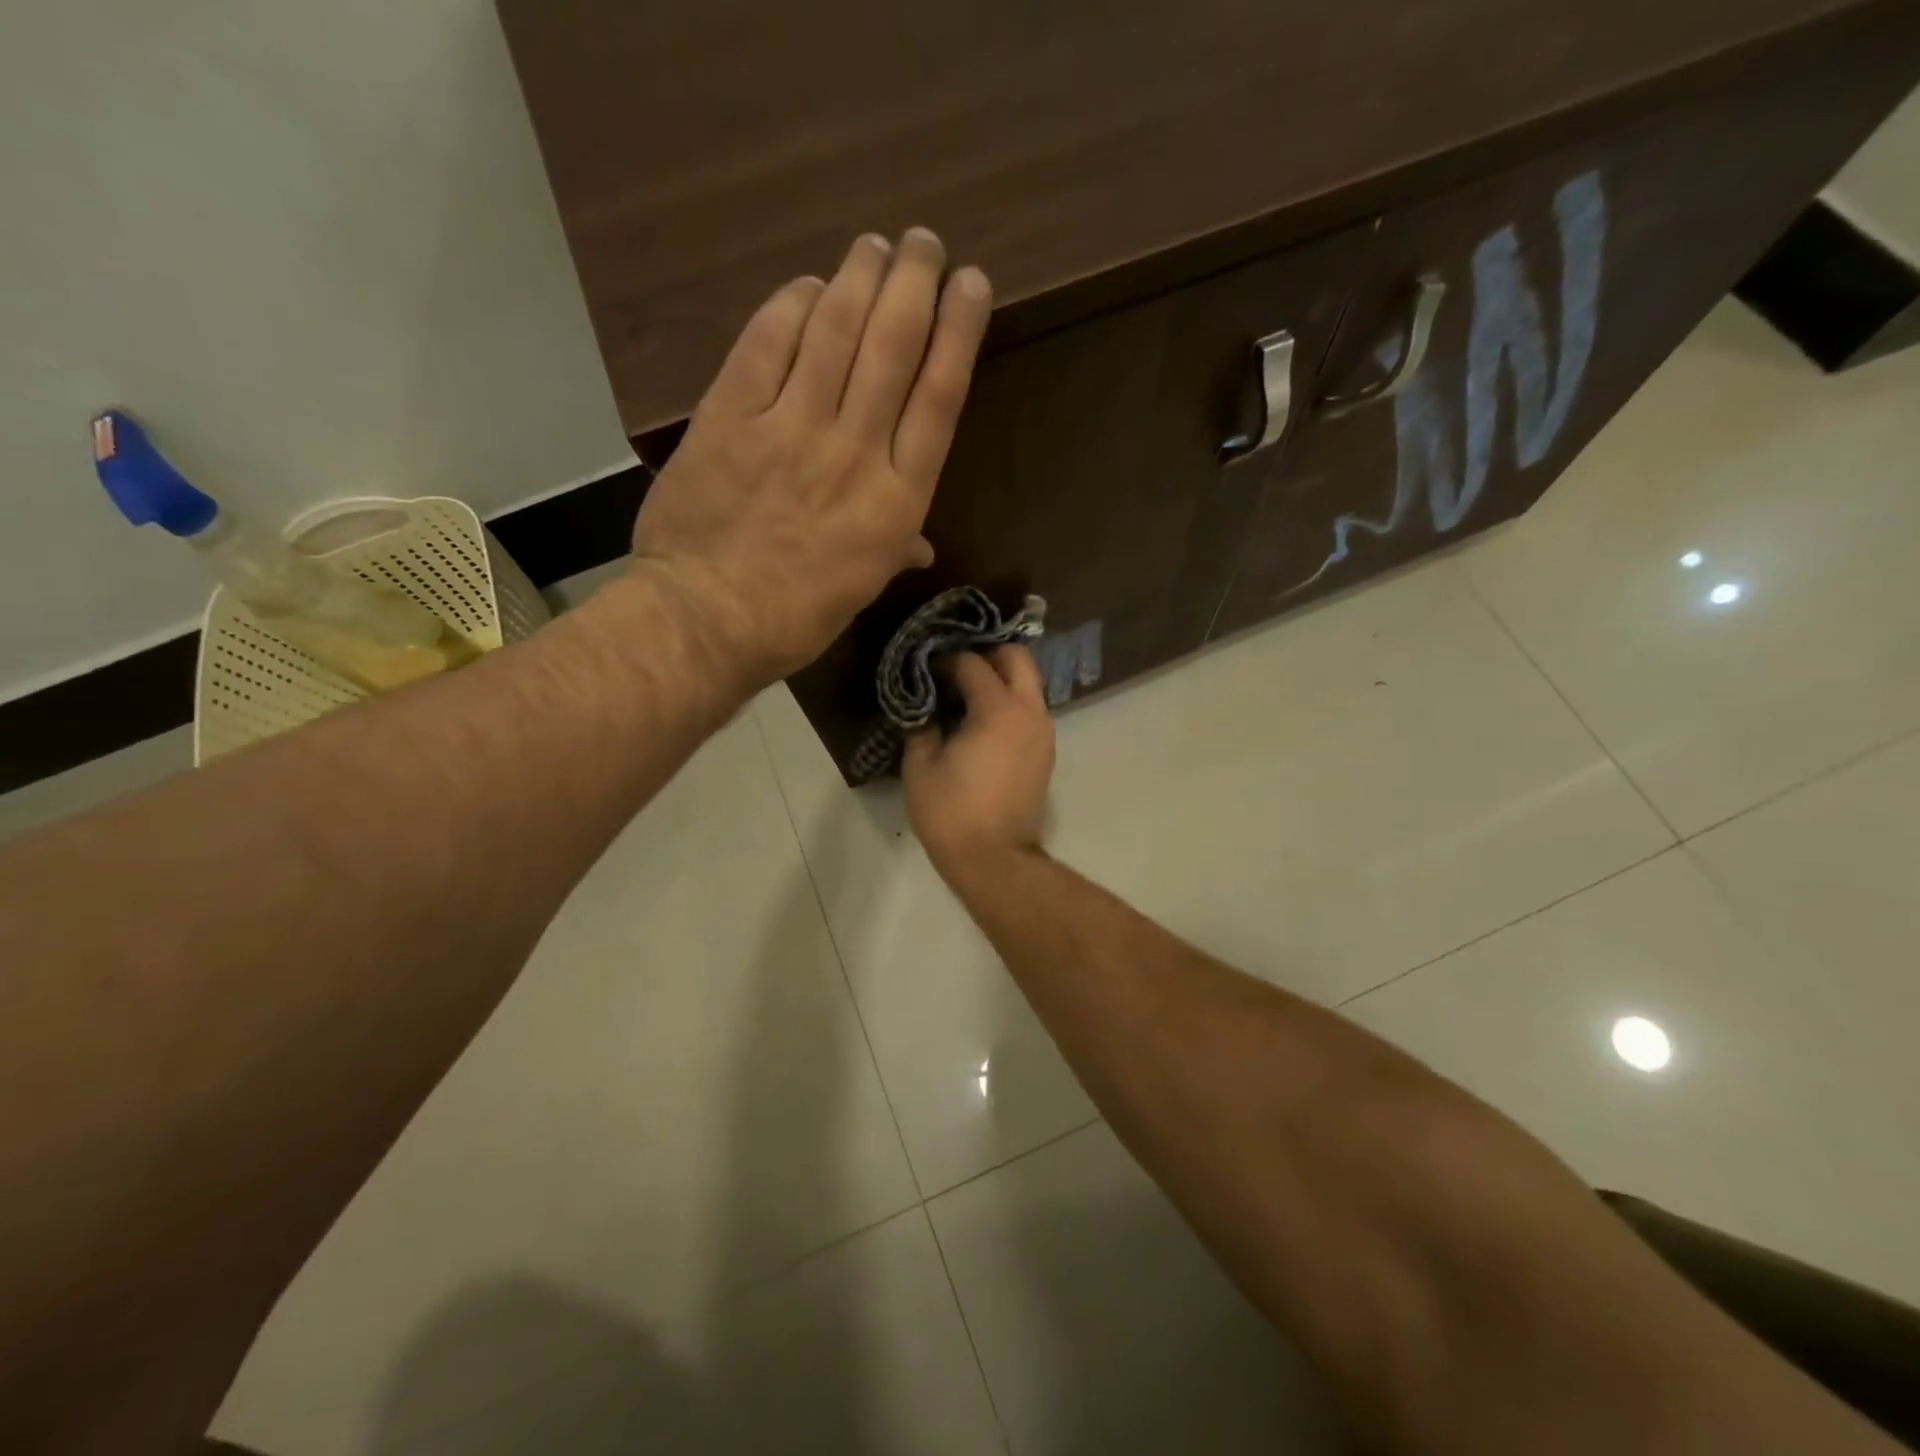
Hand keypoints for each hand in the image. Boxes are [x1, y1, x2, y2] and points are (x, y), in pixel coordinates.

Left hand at [630, 228, 992, 689]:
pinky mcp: (731, 416)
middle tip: (924, 244)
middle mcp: (854, 452)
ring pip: (836, 331)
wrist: (706, 619)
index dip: (959, 330)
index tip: (971, 284)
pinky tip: (807, 285)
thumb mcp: (863, 587)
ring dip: (860, 276)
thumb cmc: (796, 616)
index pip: (940, 397)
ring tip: (875, 245)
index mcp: (896, 501)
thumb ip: (895, 547)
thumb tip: (920, 544)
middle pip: (894, 347)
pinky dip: (790, 305)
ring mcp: (791, 429)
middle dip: (915, 282)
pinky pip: (766, 342)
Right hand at [903, 646, 1055, 877]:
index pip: (973, 663)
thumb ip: (922, 724)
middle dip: (988, 653)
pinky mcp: (1046, 752)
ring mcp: (1044, 732)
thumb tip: (923, 704)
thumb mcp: (921, 765)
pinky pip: (1030, 710)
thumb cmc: (951, 812)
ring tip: (966, 693)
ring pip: (1029, 684)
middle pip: (1017, 658)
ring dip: (1001, 679)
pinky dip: (1010, 703)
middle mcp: (1030, 711)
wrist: (995, 860)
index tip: (925, 668)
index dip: (946, 660)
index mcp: (999, 709)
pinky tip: (981, 721)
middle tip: (955, 667)